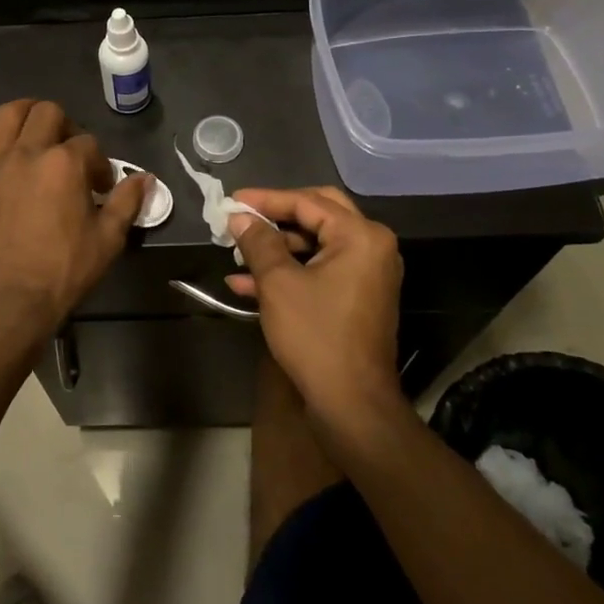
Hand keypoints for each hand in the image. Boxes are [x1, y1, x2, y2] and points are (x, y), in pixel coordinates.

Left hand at [0, 100, 146, 334]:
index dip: (99, 163)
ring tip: (32, 120)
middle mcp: (27, 153)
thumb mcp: (107, 240)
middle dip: (64, 124)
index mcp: (65, 164)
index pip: (88, 145)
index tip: (100, 187)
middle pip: (47, 114)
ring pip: (6, 116)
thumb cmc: (62, 271)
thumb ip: (127, 203)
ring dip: (23, 110)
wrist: (8, 301)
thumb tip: (145, 178)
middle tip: (68, 148)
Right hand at [225, 187, 403, 419]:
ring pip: (316, 244)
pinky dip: (289, 272)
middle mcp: (371, 246)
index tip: (232, 201)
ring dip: (277, 248)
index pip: (307, 202)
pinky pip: (320, 270)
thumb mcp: (278, 283)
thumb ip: (258, 242)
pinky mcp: (357, 296)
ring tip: (237, 254)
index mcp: (360, 236)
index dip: (266, 199)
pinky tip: (247, 284)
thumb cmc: (316, 335)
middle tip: (243, 216)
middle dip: (276, 216)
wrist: (351, 403)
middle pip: (317, 214)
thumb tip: (240, 217)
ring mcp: (367, 273)